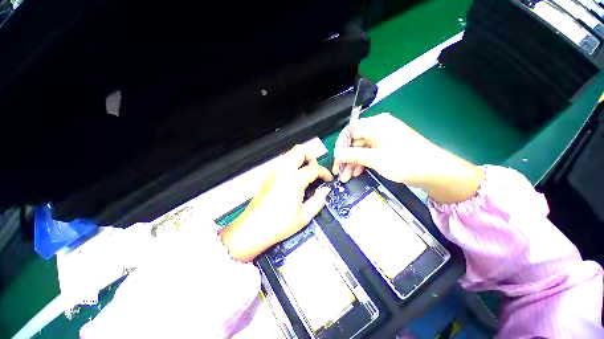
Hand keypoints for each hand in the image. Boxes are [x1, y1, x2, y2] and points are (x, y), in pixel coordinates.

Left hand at [220, 145, 332, 261]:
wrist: (253, 228)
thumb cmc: (278, 225)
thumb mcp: (304, 217)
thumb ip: (318, 201)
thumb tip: (325, 191)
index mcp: (294, 180)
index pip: (314, 168)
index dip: (325, 173)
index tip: (328, 179)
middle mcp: (283, 171)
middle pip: (300, 150)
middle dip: (312, 157)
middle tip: (315, 171)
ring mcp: (274, 171)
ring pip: (290, 153)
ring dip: (301, 159)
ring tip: (306, 175)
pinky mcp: (269, 175)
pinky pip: (283, 162)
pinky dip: (293, 164)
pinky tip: (295, 180)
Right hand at [333, 113, 483, 203]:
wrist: (436, 173)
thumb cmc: (405, 162)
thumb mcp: (375, 159)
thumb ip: (353, 155)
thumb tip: (337, 154)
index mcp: (376, 124)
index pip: (350, 131)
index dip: (341, 146)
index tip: (336, 160)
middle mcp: (378, 129)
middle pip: (355, 142)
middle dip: (346, 158)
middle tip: (339, 173)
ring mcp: (383, 139)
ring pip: (361, 149)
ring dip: (353, 163)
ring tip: (347, 177)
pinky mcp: (387, 148)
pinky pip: (369, 154)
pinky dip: (363, 163)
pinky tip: (358, 173)